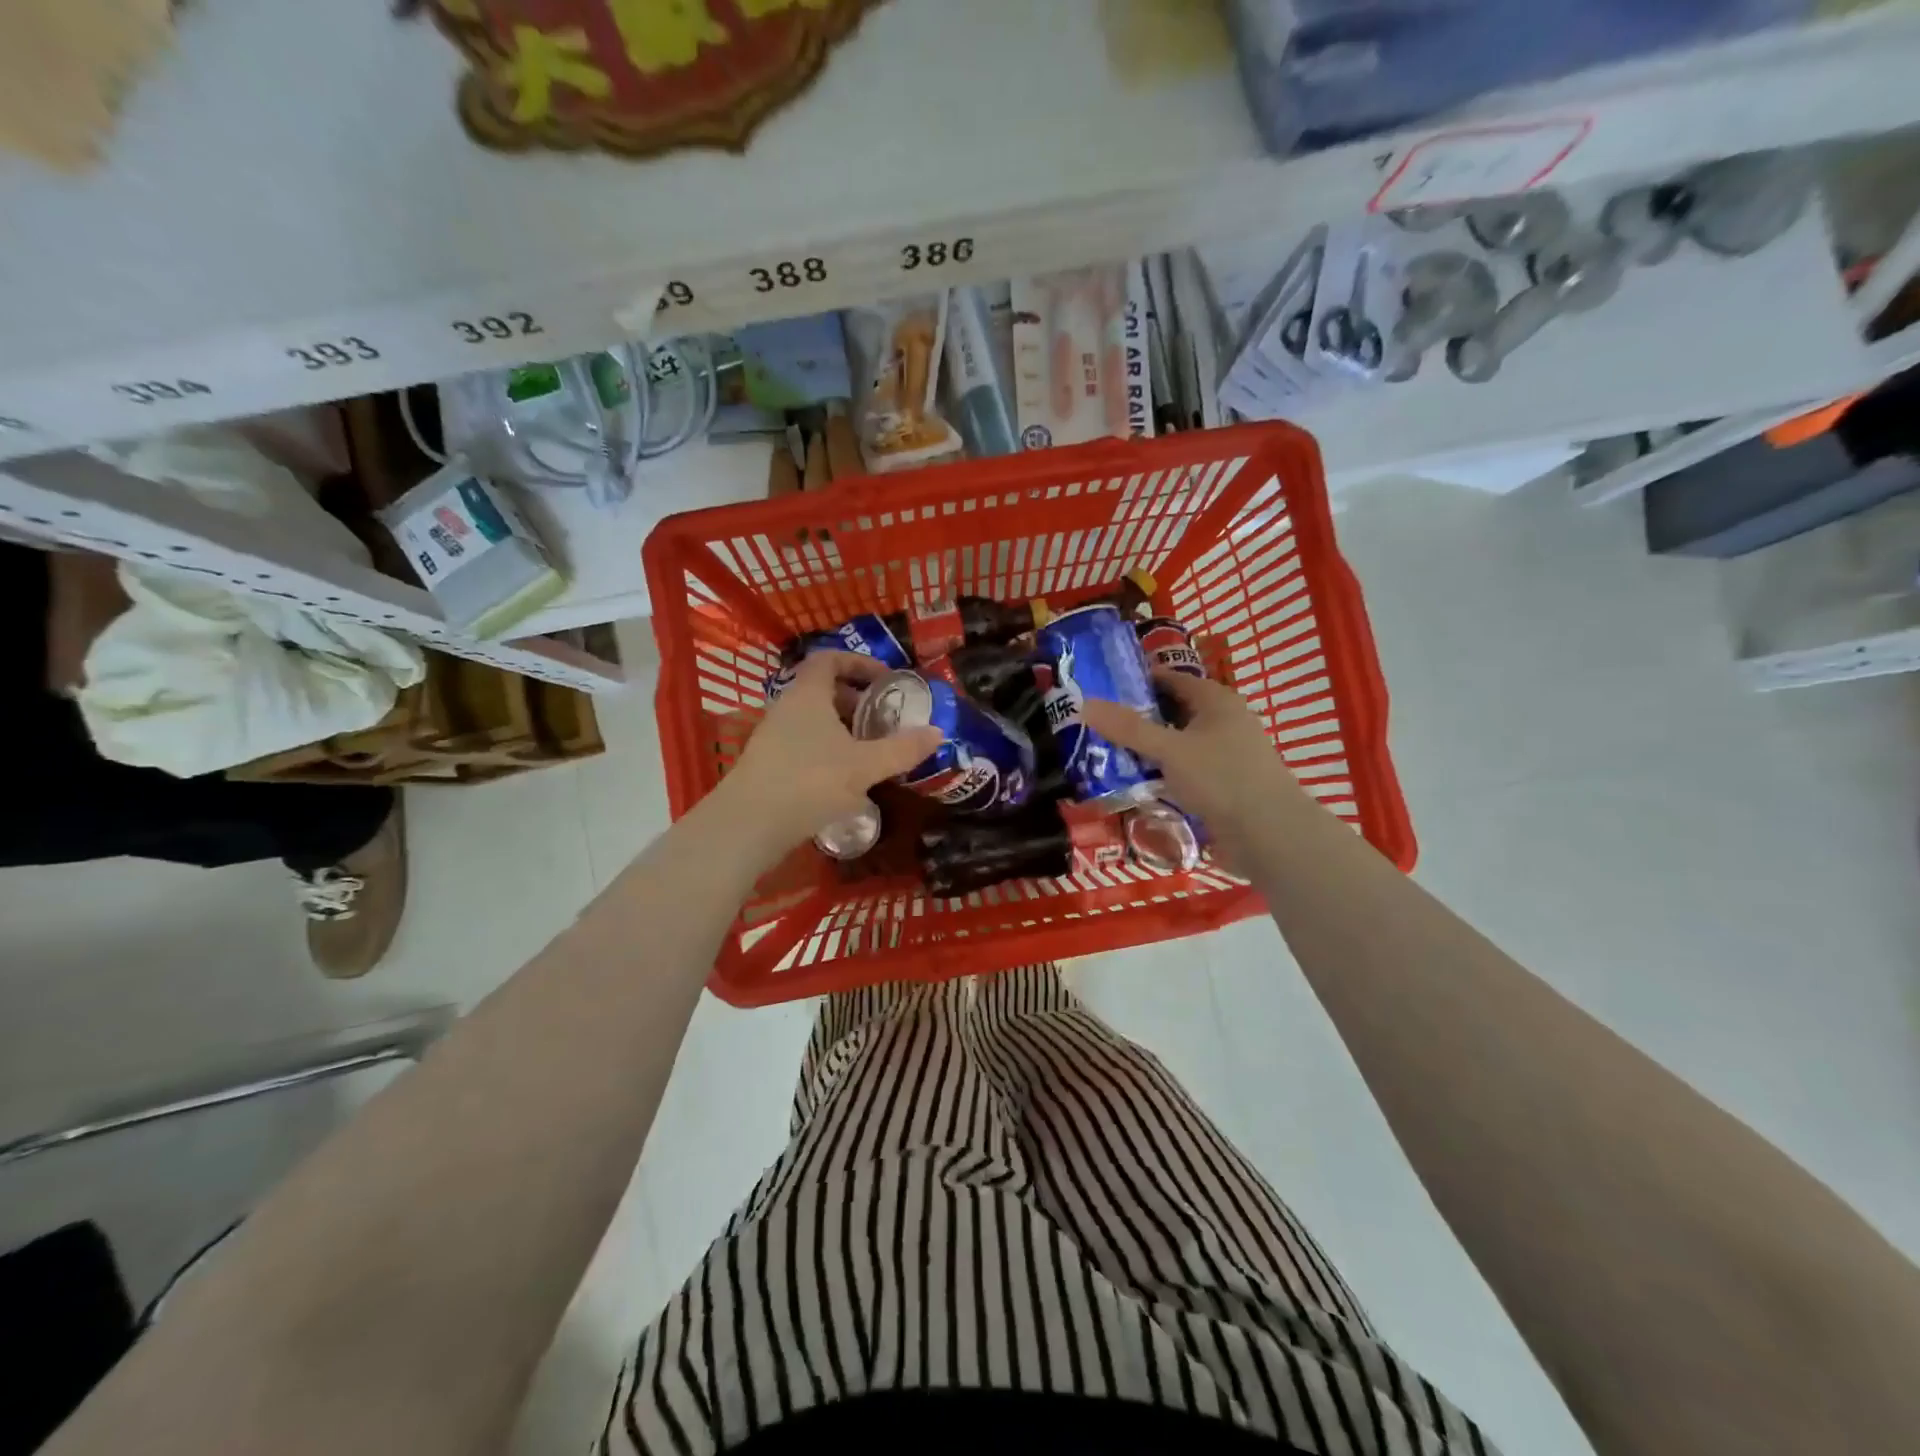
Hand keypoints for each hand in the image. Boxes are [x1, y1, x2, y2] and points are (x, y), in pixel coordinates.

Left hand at [714, 651, 941, 857]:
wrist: (749, 825)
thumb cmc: (810, 781)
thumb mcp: (864, 765)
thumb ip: (901, 749)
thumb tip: (937, 732)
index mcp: (807, 694)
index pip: (829, 659)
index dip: (858, 663)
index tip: (885, 679)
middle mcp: (786, 708)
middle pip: (822, 690)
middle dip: (855, 700)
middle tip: (883, 718)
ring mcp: (772, 737)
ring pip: (812, 720)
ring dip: (842, 729)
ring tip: (870, 750)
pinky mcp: (767, 765)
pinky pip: (803, 744)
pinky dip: (828, 750)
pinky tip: (845, 779)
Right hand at [1084, 672, 1308, 851]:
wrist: (1270, 834)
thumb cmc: (1221, 779)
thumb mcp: (1169, 750)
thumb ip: (1128, 728)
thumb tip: (1085, 703)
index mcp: (1216, 701)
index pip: (1170, 678)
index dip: (1137, 682)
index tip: (1101, 691)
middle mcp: (1224, 721)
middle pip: (1173, 711)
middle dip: (1138, 718)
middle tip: (1098, 725)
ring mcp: (1226, 754)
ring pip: (1179, 742)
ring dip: (1149, 748)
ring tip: (1109, 754)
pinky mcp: (1224, 783)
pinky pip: (1186, 768)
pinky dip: (1164, 771)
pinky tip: (1139, 783)